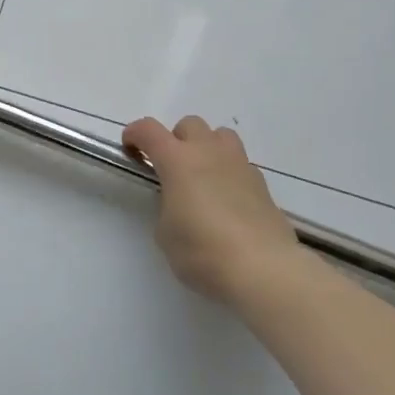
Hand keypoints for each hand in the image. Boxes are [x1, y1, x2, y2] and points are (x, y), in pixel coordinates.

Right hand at [122, 115, 301, 304]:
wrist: (263, 269)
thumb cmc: (203, 251)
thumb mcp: (165, 233)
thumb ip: (167, 207)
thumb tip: (179, 203)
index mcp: (177, 160)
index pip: (148, 130)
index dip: (135, 134)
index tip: (130, 150)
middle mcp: (209, 153)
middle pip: (189, 124)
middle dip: (176, 140)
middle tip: (172, 169)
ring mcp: (239, 165)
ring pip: (220, 136)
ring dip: (207, 148)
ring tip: (203, 178)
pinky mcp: (262, 184)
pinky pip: (240, 164)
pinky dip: (229, 173)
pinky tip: (228, 202)